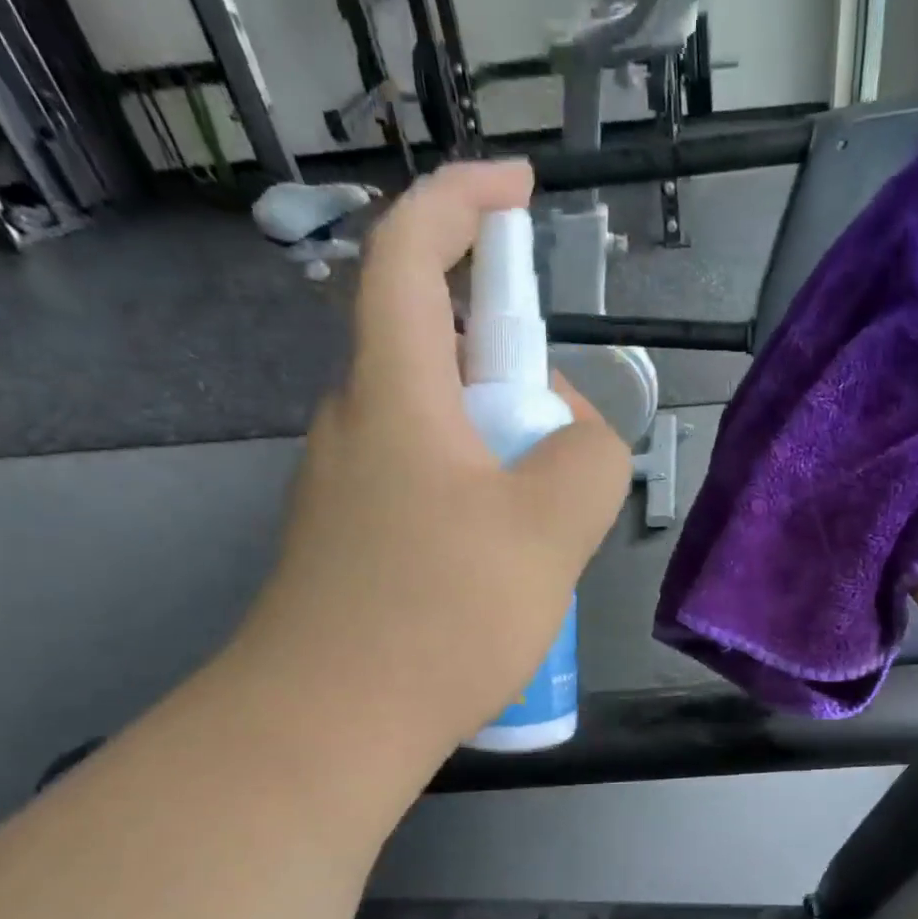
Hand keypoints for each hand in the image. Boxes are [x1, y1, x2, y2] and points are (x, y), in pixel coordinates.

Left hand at [234, 161, 629, 759]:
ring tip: (547, 536)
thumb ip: (590, 458)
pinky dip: (481, 503)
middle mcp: (357, 424)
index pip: (411, 252)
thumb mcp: (549, 528)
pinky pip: (431, 490)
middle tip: (569, 450)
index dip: (465, 200)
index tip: (522, 191)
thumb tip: (577, 437)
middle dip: (520, 376)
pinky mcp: (352, 543)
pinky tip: (505, 574)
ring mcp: (348, 489)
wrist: (327, 727)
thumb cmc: (438, 615)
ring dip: (507, 454)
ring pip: (444, 433)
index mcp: (394, 393)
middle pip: (443, 354)